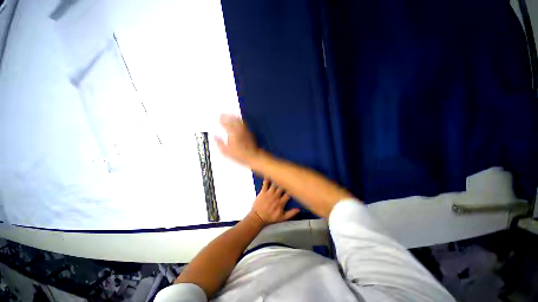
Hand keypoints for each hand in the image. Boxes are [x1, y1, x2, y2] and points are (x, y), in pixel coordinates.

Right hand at [215, 114, 259, 165]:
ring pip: (238, 120)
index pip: (225, 124)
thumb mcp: (226, 151)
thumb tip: (214, 136)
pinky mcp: (249, 132)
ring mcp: (244, 130)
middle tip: (222, 114)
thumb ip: (219, 143)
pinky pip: (243, 123)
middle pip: (232, 120)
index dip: (221, 121)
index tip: (217, 119)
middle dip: (226, 116)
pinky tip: (238, 120)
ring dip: (233, 116)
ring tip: (229, 115)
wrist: (252, 155)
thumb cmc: (238, 154)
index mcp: (232, 133)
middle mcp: (238, 130)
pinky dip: (239, 120)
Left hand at [250, 177, 299, 224]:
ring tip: (281, 173)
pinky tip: (269, 173)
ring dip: (278, 179)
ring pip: (275, 184)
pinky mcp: (263, 192)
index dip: (292, 189)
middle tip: (289, 176)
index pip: (289, 194)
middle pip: (282, 187)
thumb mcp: (282, 218)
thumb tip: (299, 209)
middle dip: (285, 182)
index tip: (295, 185)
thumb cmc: (270, 217)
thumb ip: (291, 213)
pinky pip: (265, 183)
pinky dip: (267, 178)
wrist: (258, 218)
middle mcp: (275, 196)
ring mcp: (269, 193)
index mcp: (281, 202)